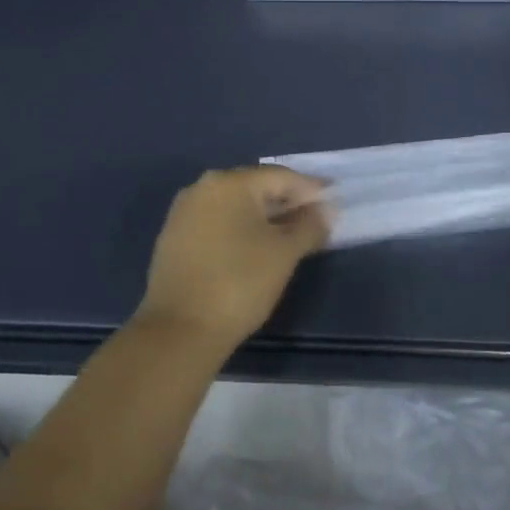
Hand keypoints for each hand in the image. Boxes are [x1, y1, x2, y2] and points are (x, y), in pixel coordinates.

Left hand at [137, 165, 329, 350]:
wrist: (178, 331)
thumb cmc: (239, 283)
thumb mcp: (285, 253)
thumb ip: (310, 225)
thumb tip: (325, 210)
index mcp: (230, 183)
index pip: (281, 177)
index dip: (311, 190)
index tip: (334, 203)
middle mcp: (203, 188)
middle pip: (257, 188)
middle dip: (288, 203)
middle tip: (315, 221)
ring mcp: (184, 213)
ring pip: (236, 206)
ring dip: (265, 218)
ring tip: (291, 237)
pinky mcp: (175, 238)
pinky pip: (218, 223)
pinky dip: (242, 230)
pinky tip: (257, 249)